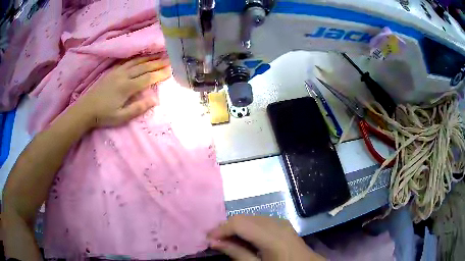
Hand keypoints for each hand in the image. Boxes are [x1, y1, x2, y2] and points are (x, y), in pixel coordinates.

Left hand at [73, 55, 170, 127]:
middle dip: (157, 63)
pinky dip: (137, 58)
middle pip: (143, 67)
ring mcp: (117, 72)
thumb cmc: (104, 115)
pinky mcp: (112, 71)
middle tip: (169, 60)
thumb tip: (154, 100)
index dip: (159, 74)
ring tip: (159, 54)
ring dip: (148, 58)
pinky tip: (141, 57)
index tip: (171, 70)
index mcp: (127, 87)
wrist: (86, 109)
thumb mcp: (121, 117)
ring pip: (136, 62)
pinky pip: (127, 61)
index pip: (147, 78)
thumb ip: (138, 108)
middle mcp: (123, 76)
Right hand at [208, 216, 324, 260]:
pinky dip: (247, 227)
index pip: (240, 223)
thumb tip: (214, 242)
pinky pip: (259, 220)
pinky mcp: (282, 223)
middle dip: (226, 228)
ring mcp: (281, 222)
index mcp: (273, 237)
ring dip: (236, 227)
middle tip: (215, 241)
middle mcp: (277, 224)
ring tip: (226, 240)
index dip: (221, 229)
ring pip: (250, 217)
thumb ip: (237, 254)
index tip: (208, 239)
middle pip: (244, 218)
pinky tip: (243, 238)